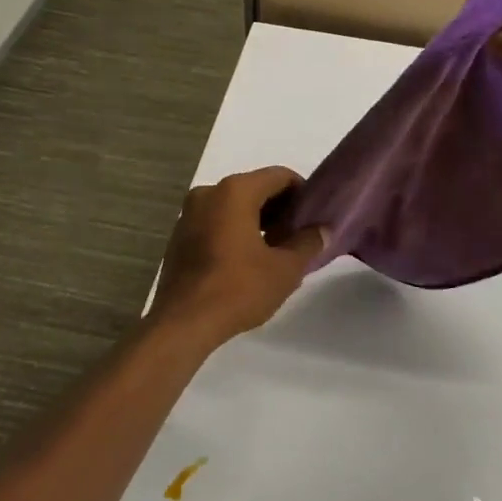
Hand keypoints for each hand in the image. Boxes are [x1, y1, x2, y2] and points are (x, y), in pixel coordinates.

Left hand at [148, 167, 324, 346]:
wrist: (184, 323)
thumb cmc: (239, 288)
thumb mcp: (285, 268)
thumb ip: (308, 242)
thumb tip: (322, 230)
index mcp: (235, 191)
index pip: (279, 176)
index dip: (302, 192)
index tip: (314, 216)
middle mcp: (208, 193)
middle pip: (255, 189)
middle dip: (280, 209)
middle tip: (299, 235)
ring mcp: (189, 215)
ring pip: (233, 206)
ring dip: (257, 221)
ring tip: (277, 250)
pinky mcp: (179, 237)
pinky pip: (215, 223)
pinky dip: (235, 231)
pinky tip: (248, 260)